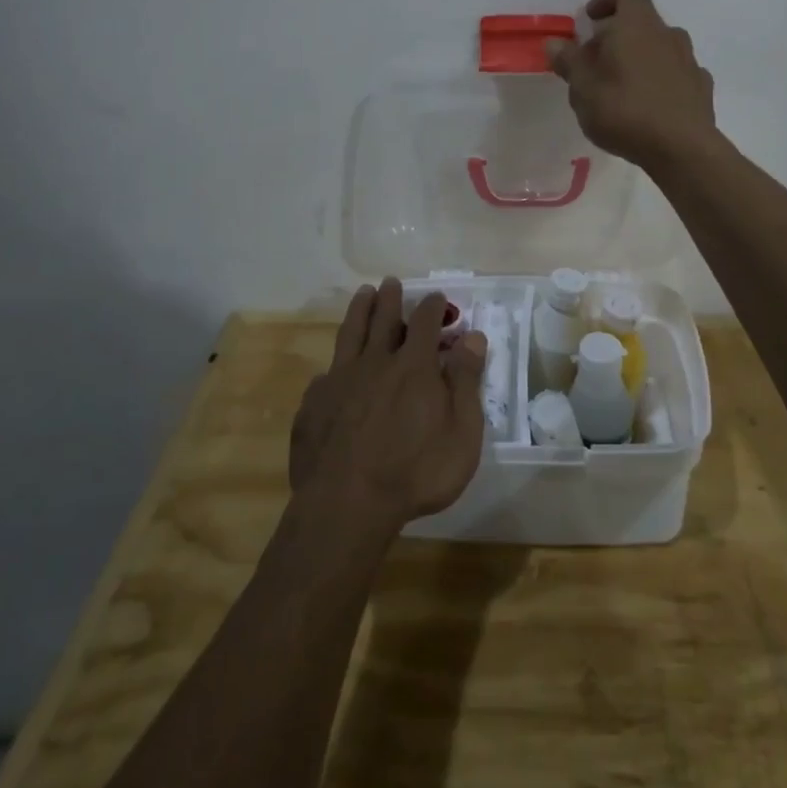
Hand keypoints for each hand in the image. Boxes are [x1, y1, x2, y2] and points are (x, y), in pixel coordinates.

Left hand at [290, 279, 487, 530]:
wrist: (347, 505)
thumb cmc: (416, 472)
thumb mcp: (462, 433)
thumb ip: (467, 382)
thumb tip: (473, 336)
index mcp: (414, 367)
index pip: (425, 323)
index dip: (432, 307)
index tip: (437, 297)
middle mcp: (375, 363)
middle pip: (383, 320)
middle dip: (390, 298)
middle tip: (391, 282)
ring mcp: (339, 381)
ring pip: (350, 335)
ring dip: (358, 312)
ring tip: (362, 295)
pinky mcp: (313, 405)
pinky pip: (324, 377)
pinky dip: (333, 367)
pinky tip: (331, 370)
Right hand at [546, 0, 718, 172]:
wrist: (682, 149)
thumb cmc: (625, 111)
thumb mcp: (583, 89)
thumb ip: (569, 61)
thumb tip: (555, 42)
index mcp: (638, 25)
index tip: (590, 20)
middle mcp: (668, 35)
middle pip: (643, 22)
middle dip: (618, 36)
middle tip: (596, 62)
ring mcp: (689, 61)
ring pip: (661, 49)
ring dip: (641, 59)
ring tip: (620, 88)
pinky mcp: (701, 88)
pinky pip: (676, 74)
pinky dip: (661, 81)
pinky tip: (648, 106)